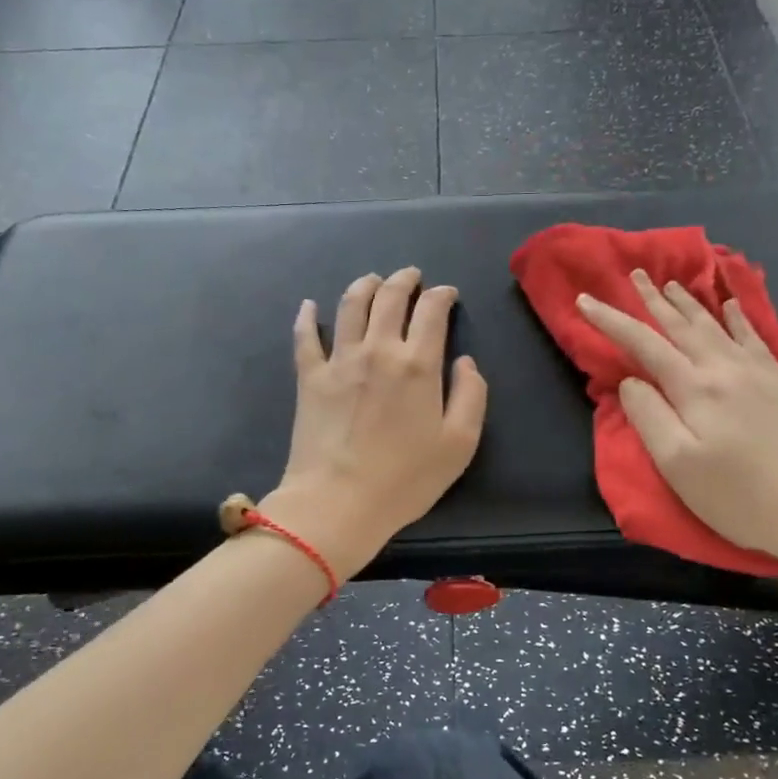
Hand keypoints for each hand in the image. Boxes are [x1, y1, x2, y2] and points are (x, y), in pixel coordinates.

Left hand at [262, 267, 488, 576]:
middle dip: (404, 280)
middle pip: (390, 298)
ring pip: (350, 306)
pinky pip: (305, 337)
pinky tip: (310, 306)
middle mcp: (378, 350)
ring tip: (373, 280)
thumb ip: (471, 395)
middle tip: (412, 276)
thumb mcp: (459, 444)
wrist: (338, 502)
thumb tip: (465, 361)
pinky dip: (308, 317)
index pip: (432, 312)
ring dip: (365, 286)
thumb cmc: (405, 479)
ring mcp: (339, 361)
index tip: (447, 294)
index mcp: (418, 364)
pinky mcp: (309, 378)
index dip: (442, 296)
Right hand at [577, 270, 777, 557]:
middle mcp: (725, 369)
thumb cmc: (738, 497)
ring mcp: (759, 373)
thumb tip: (631, 381)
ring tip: (673, 283)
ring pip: (717, 326)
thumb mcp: (677, 465)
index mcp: (694, 388)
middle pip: (682, 325)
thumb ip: (648, 417)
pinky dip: (739, 317)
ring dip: (691, 303)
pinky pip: (755, 337)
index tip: (585, 300)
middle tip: (636, 274)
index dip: (611, 320)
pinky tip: (732, 306)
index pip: (642, 344)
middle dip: (654, 299)